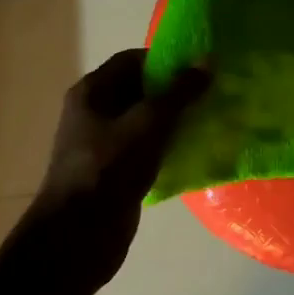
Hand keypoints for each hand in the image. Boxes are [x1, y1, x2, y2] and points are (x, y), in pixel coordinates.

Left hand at [28, 50, 210, 288]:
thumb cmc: (109, 168)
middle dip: (176, 91)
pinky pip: (146, 150)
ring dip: (176, 122)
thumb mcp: (149, 124)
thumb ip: (179, 92)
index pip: (133, 60)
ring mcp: (104, 144)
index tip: (202, 69)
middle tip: (214, 94)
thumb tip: (207, 60)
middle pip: (140, 90)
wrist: (79, 234)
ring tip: (212, 120)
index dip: (167, 60)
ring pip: (146, 123)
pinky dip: (169, 148)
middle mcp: (94, 112)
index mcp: (92, 91)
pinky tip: (196, 153)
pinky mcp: (116, 172)